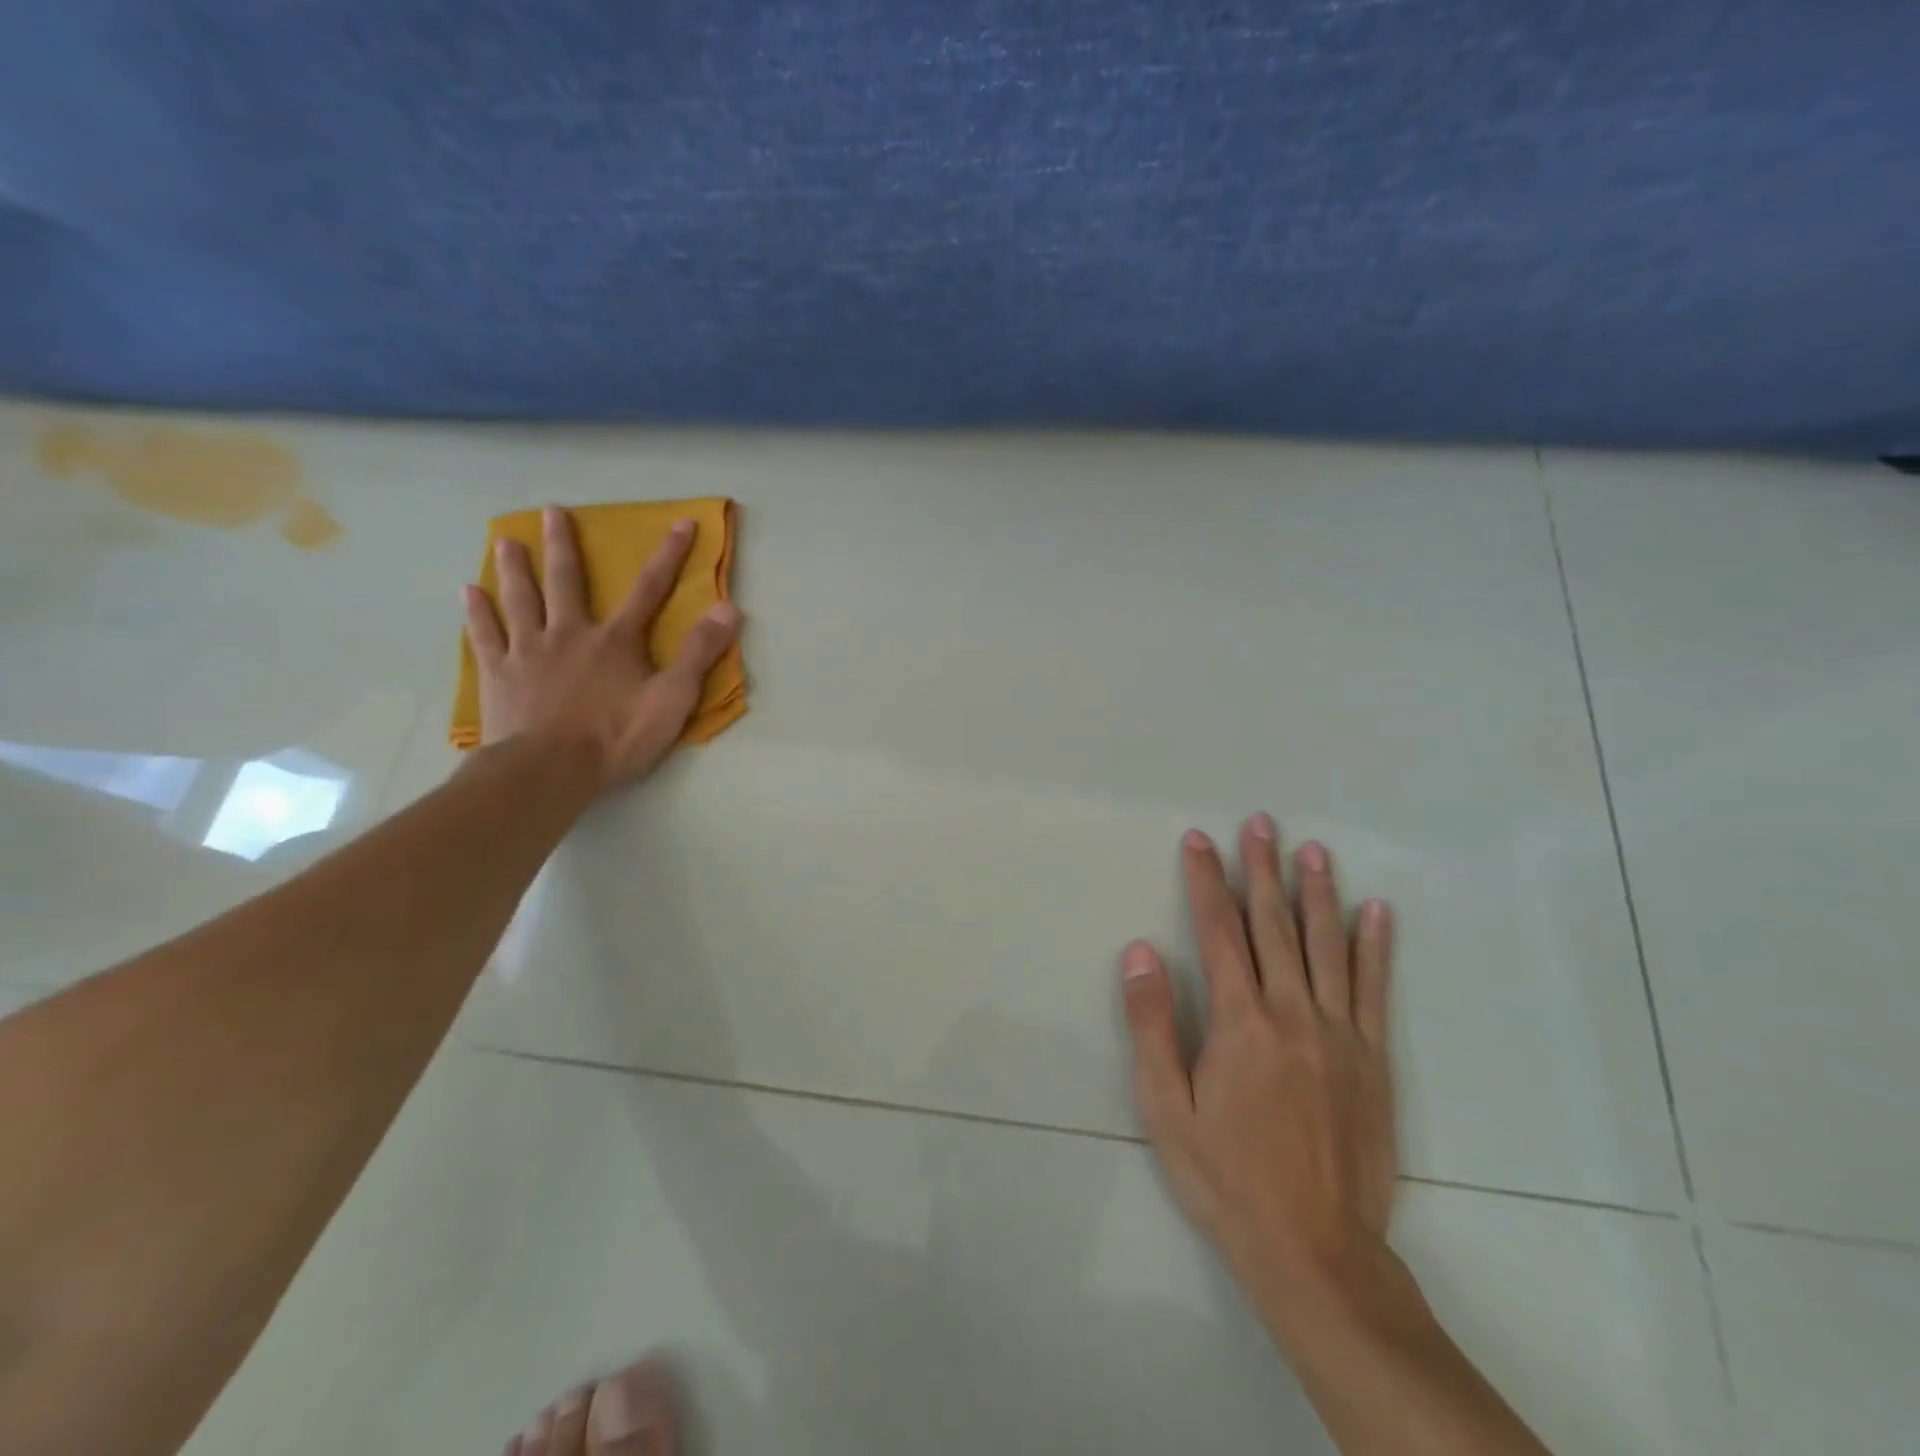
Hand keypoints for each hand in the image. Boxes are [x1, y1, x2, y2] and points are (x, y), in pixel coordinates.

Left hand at [463, 506, 741, 788]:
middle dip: (563, 545)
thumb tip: (729, 608)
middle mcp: (569, 634)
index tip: (681, 523)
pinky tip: (468, 592)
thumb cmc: (616, 737)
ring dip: (514, 568)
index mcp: (615, 641)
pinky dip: (477, 613)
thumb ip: (699, 653)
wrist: (549, 770)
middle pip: (566, 582)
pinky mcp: (499, 675)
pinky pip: (485, 636)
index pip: (649, 590)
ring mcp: (528, 652)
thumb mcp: (672, 699)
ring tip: (504, 540)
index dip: (669, 556)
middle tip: (551, 511)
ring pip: (520, 600)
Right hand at [1121, 816, 1396, 1318]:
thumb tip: (1140, 951)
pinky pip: (1373, 988)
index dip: (1206, 881)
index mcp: (1239, 1021)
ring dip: (1317, 892)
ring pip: (1326, 945)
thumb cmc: (1226, 1176)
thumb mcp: (1167, 1107)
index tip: (1200, 840)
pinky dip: (1375, 946)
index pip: (1218, 931)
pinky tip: (1377, 912)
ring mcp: (1338, 1032)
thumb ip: (1152, 1024)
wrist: (1315, 1248)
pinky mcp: (1372, 1057)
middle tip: (1260, 823)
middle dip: (1262, 869)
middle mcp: (1291, 1011)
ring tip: (1313, 851)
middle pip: (1273, 924)